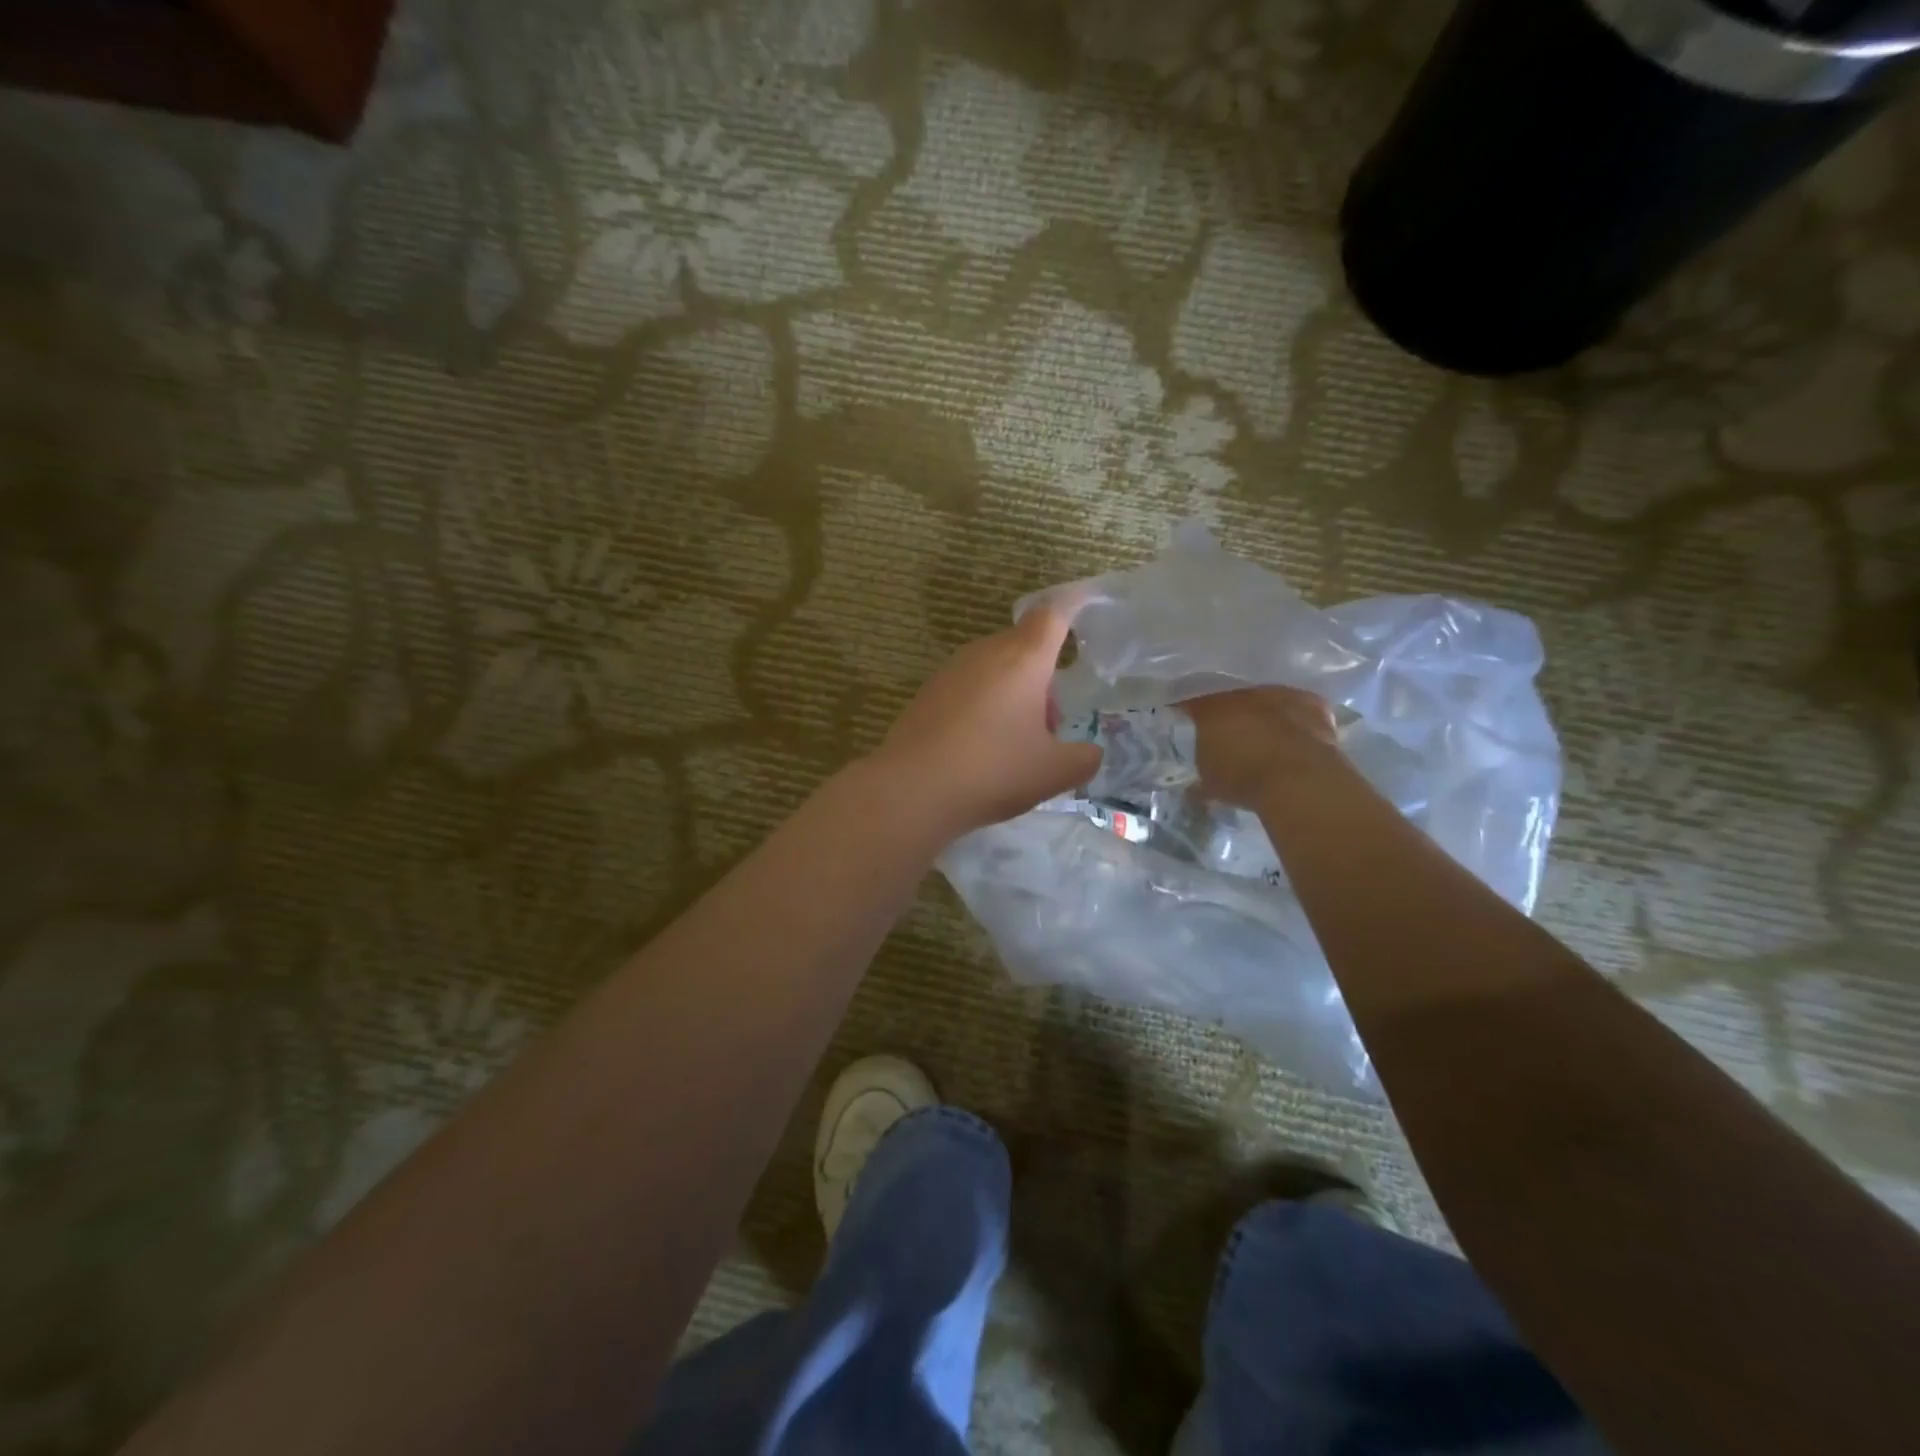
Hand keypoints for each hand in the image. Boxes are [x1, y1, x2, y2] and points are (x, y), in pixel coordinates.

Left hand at [877, 603, 1102, 836]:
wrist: (911, 790)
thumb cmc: (992, 770)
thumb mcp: (1054, 773)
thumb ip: (1083, 759)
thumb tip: (1089, 753)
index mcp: (1023, 658)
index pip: (1053, 614)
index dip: (1073, 607)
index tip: (1086, 605)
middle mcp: (985, 652)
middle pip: (1024, 647)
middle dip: (1043, 678)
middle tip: (1050, 725)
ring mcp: (951, 670)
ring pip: (995, 669)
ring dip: (1013, 695)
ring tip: (1016, 744)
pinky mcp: (927, 692)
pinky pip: (969, 687)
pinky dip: (984, 707)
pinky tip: (980, 750)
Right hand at [1185, 686, 1339, 808]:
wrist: (1298, 778)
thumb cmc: (1243, 778)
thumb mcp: (1211, 786)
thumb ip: (1200, 780)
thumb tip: (1194, 790)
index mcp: (1210, 708)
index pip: (1192, 703)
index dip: (1189, 712)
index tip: (1186, 722)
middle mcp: (1242, 694)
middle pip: (1230, 697)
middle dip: (1228, 713)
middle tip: (1227, 732)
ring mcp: (1278, 694)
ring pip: (1264, 699)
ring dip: (1262, 714)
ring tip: (1263, 735)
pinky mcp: (1312, 703)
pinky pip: (1297, 707)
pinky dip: (1294, 720)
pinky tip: (1294, 736)